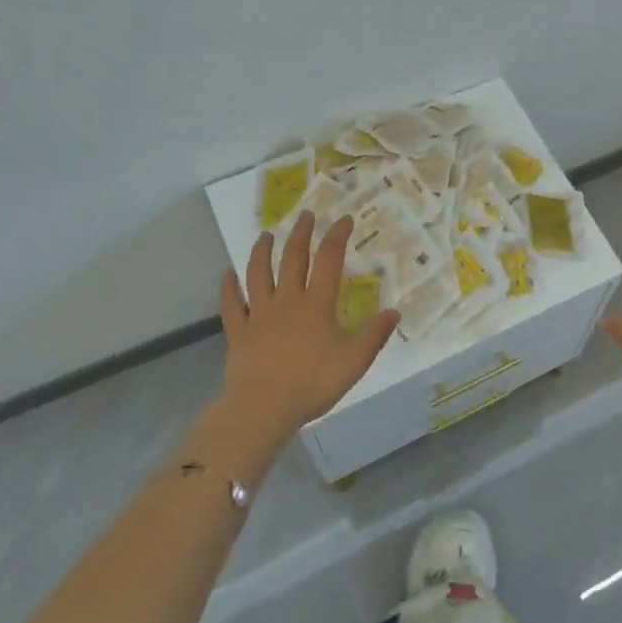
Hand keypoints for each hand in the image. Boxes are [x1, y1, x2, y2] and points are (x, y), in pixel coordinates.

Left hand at [217, 212, 400, 445]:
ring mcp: (259, 314)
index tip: (344, 220)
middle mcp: (287, 300)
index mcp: (317, 304)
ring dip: (262, 251)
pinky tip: (227, 274)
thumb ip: (375, 334)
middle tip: (306, 215)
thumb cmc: (314, 383)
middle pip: (293, 258)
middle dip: (301, 233)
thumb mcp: (355, 360)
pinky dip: (229, 286)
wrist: (264, 407)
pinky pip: (231, 304)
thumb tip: (394, 311)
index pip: (329, 259)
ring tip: (266, 235)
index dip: (337, 236)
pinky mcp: (238, 331)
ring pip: (259, 273)